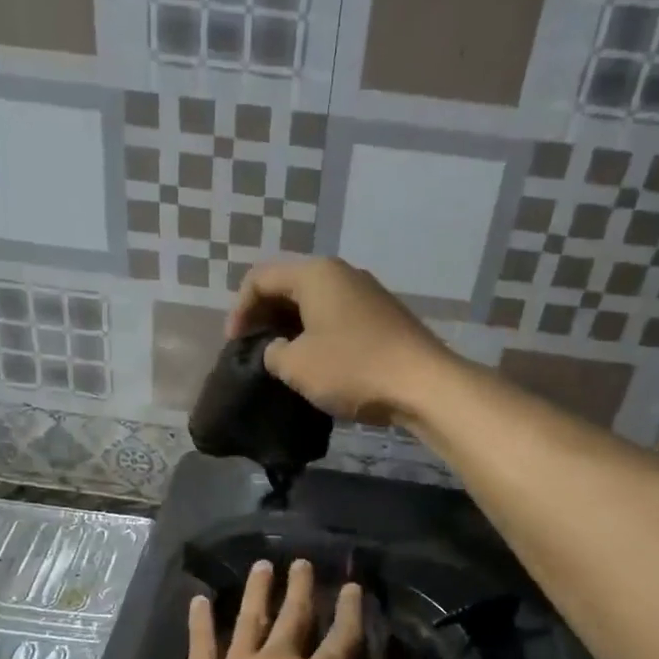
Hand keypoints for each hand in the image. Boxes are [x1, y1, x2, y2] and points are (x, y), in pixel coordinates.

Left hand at [146, 558, 437, 658]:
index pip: (342, 638)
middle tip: (301, 561)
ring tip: (261, 566)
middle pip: (292, 617)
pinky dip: (200, 621)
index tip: (352, 585)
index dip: (350, 611)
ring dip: (257, 592)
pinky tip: (198, 601)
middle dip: (300, 589)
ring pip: (248, 620)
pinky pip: (200, 644)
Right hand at [228, 259, 451, 422]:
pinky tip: (316, 361)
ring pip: (315, 302)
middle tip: (253, 347)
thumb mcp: (297, 366)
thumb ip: (273, 353)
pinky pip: (337, 316)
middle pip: (289, 285)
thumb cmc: (352, 368)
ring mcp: (367, 294)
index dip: (239, 309)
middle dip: (265, 315)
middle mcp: (342, 274)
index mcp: (315, 274)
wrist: (423, 384)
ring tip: (281, 357)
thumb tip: (277, 350)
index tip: (234, 344)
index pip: (260, 278)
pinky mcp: (383, 317)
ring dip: (291, 326)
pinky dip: (317, 333)